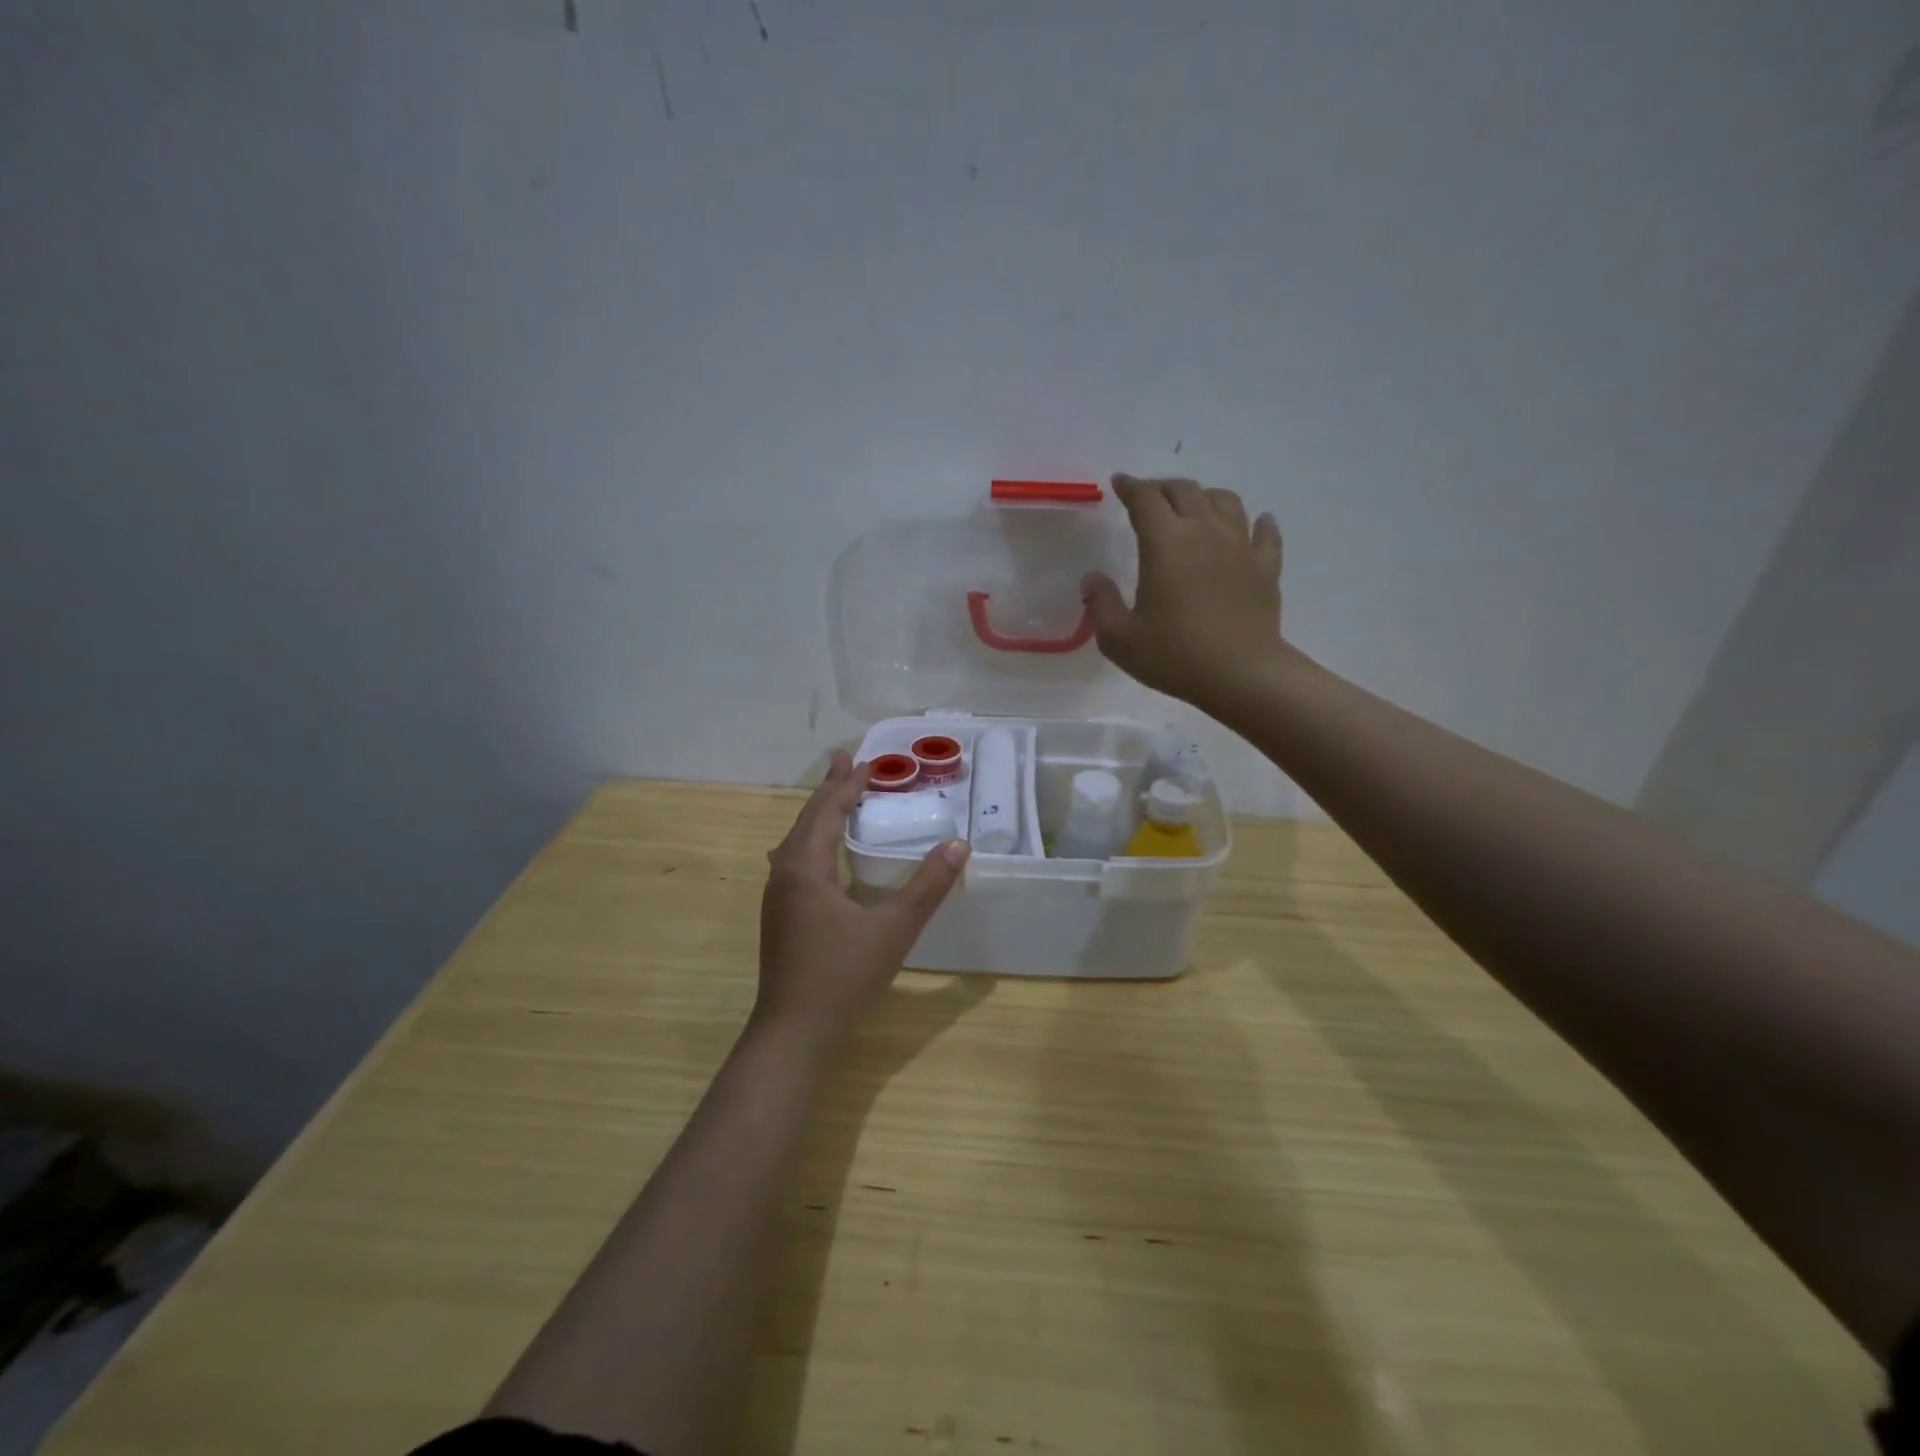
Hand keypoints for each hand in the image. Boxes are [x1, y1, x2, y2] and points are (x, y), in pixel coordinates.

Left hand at [755, 751, 969, 1050]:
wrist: (794, 1034)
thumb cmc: (843, 977)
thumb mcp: (894, 929)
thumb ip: (928, 886)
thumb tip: (959, 845)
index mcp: (806, 868)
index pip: (828, 811)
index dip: (849, 785)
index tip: (870, 761)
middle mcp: (785, 874)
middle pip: (808, 820)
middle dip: (830, 790)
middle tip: (848, 762)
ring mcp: (778, 897)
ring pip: (797, 841)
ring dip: (819, 815)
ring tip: (837, 797)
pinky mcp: (780, 917)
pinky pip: (795, 861)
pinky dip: (814, 841)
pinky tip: (822, 854)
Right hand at [1080, 474, 1286, 712]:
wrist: (1241, 675)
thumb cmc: (1174, 656)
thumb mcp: (1119, 638)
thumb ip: (1100, 603)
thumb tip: (1092, 578)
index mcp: (1165, 542)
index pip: (1144, 499)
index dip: (1130, 487)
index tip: (1119, 483)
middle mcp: (1204, 531)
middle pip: (1185, 490)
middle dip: (1163, 488)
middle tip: (1150, 498)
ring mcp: (1240, 546)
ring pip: (1225, 501)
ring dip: (1205, 497)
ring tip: (1195, 507)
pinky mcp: (1266, 567)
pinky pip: (1264, 533)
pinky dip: (1257, 523)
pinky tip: (1256, 523)